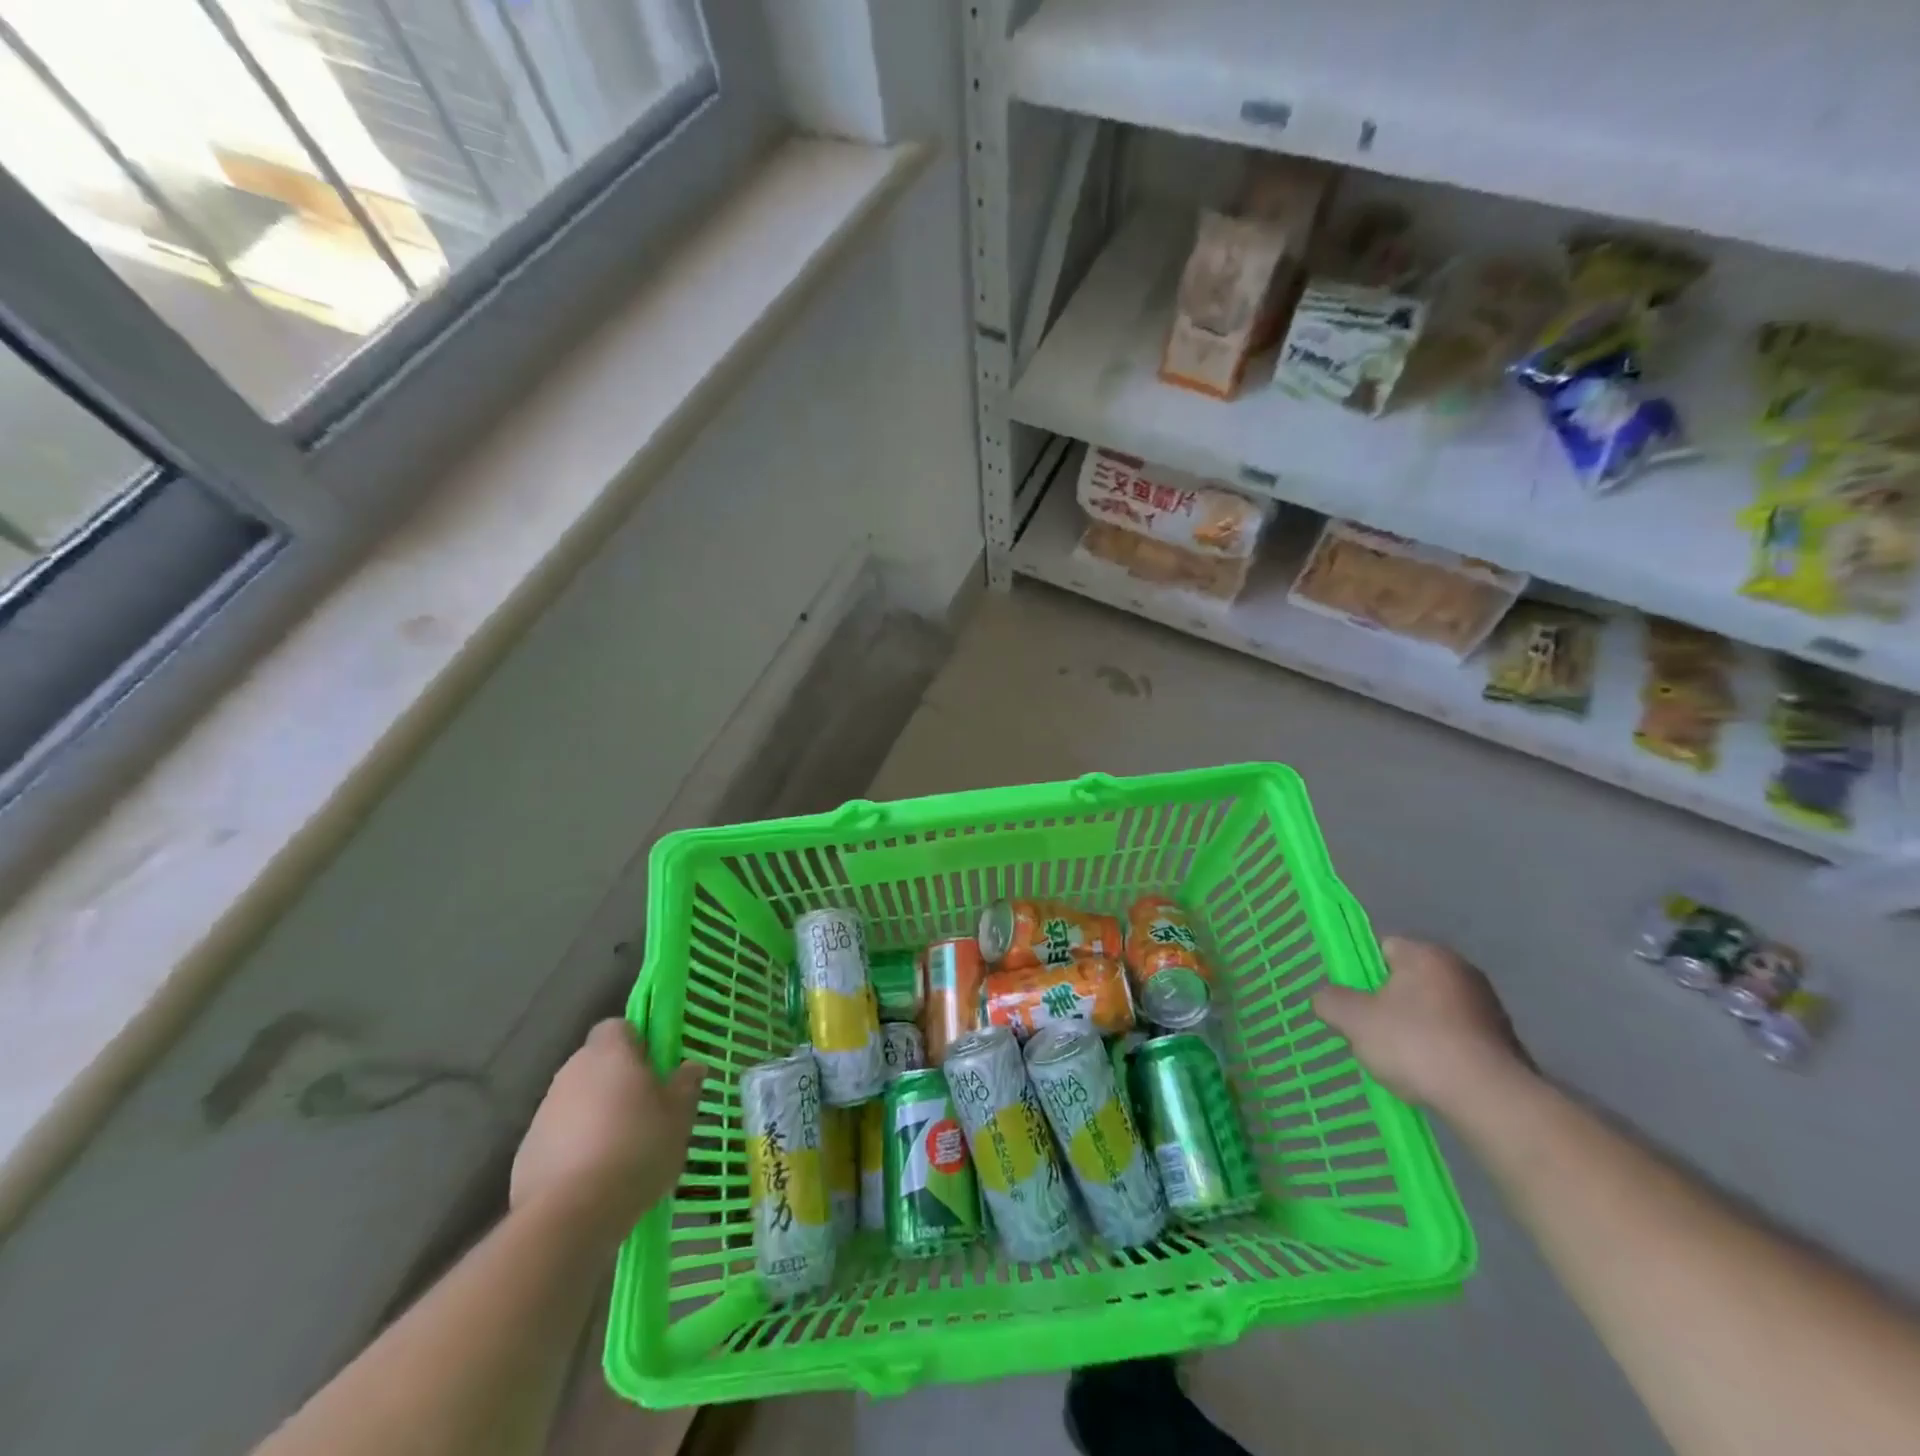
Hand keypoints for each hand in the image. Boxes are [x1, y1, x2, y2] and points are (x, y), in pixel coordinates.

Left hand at [510, 1019, 706, 1240]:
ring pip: (576, 1101)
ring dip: (594, 1115)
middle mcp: (572, 1072)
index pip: (617, 1027)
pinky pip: (558, 1137)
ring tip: (620, 1152)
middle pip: (595, 1064)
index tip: (653, 1068)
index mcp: (610, 1053)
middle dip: (616, 1081)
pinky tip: (592, 1178)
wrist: (572, 1214)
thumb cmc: (638, 1149)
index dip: (635, 1043)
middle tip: (644, 1111)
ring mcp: (544, 1112)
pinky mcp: (526, 1152)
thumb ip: (686, 1085)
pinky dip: (573, 1148)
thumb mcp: (679, 1116)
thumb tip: (691, 1066)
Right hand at [1313, 938, 1532, 1117]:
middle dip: (1387, 1003)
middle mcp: (1461, 969)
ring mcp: (1488, 1006)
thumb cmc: (1415, 1044)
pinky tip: (1429, 1074)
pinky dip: (1440, 1050)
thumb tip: (1325, 997)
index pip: (1382, 947)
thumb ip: (1330, 1000)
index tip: (1352, 1002)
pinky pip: (1456, 1037)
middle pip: (1407, 980)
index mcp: (1425, 954)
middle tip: (1369, 1031)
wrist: (1490, 1099)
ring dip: (1415, 1029)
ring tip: (1399, 1060)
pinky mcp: (1504, 1041)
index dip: (1361, 973)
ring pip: (1432, 1010)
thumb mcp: (1353, 1020)